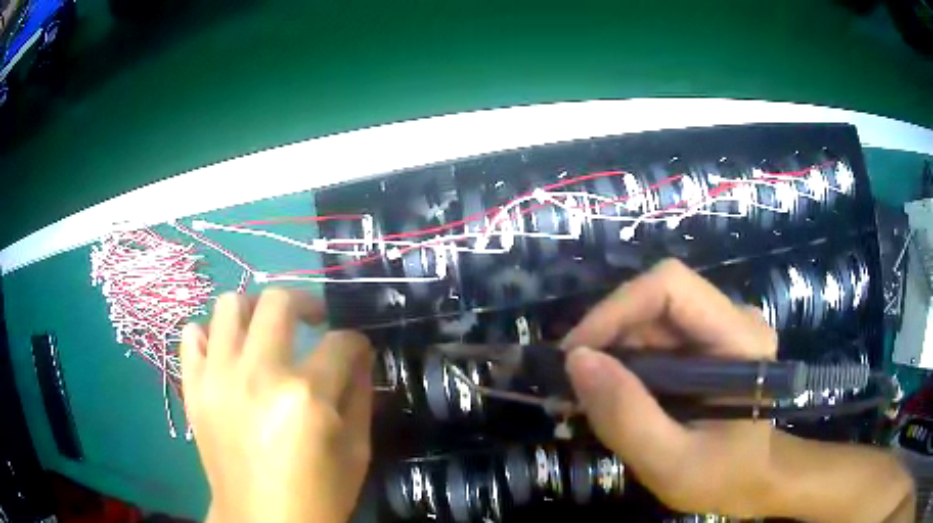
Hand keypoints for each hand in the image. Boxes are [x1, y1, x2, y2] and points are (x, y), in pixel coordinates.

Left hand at [180, 289, 373, 522]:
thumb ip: (360, 397)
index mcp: (305, 396)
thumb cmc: (318, 495)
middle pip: (279, 301)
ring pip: (229, 305)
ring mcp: (217, 377)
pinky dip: (210, 336)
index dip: (356, 342)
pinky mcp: (193, 388)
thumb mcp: (357, 452)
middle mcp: (257, 373)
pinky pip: (191, 335)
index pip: (340, 342)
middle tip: (313, 322)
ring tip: (265, 333)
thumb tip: (359, 356)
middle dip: (307, 303)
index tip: (357, 350)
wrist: (262, 522)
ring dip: (254, 312)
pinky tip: (227, 354)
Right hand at [561, 259, 777, 516]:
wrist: (749, 482)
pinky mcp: (706, 343)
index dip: (616, 309)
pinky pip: (655, 337)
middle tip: (570, 385)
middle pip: (657, 300)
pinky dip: (624, 363)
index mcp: (741, 339)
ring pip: (650, 318)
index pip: (672, 286)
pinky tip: (610, 394)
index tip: (574, 356)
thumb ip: (626, 417)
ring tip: (583, 396)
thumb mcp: (670, 463)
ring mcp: (721, 328)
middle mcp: (734, 319)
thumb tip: (576, 360)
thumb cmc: (721, 478)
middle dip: (607, 336)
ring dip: (611, 352)